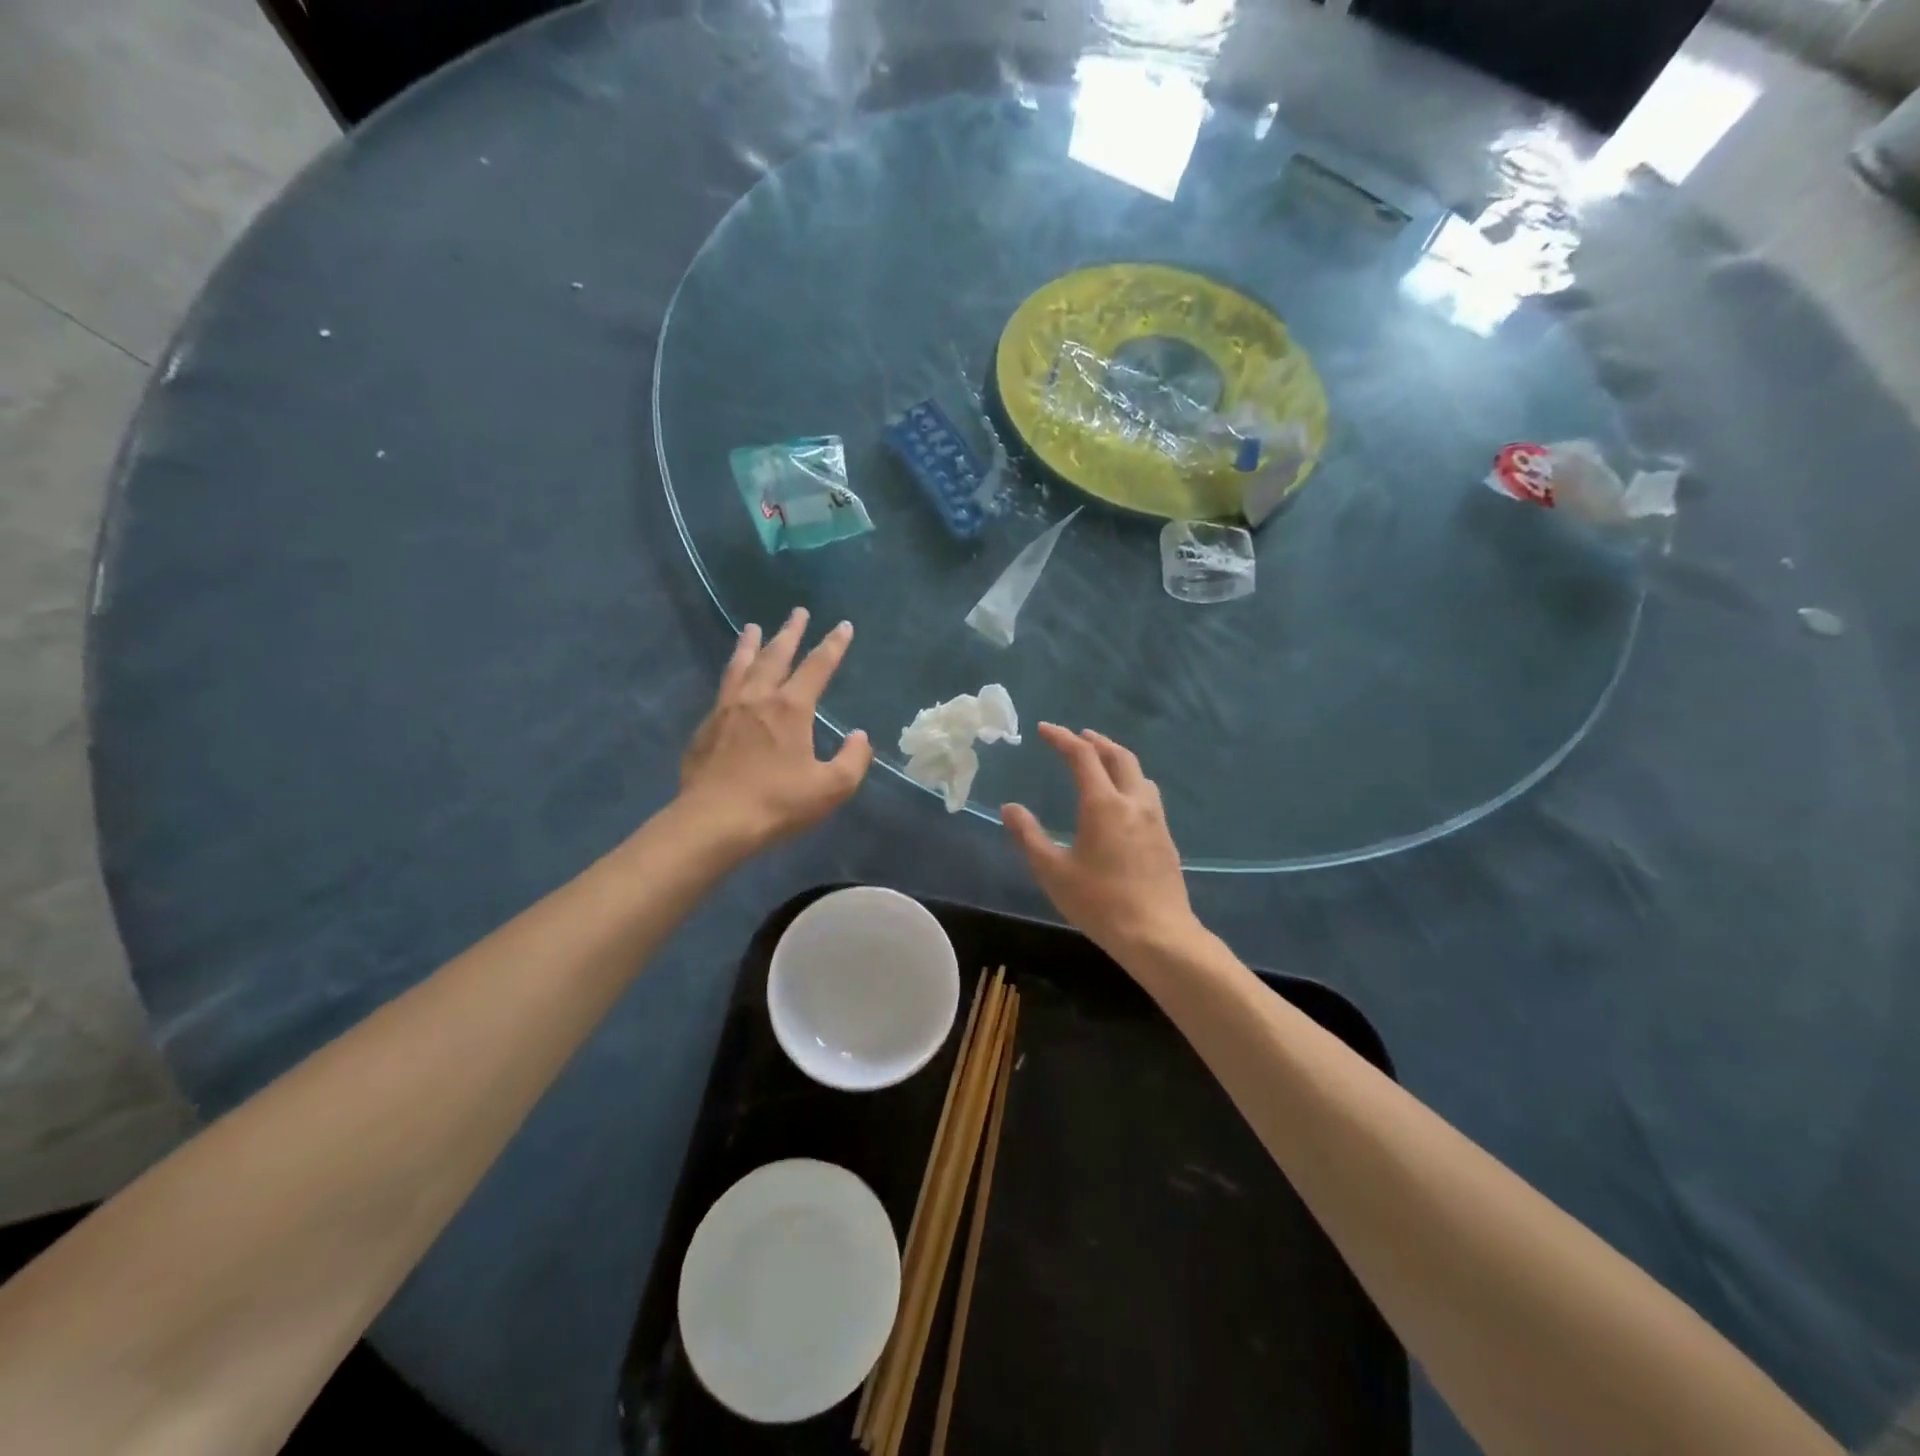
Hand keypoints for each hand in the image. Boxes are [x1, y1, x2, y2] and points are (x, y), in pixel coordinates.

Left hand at [678, 608, 873, 853]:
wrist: (714, 821)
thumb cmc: (777, 803)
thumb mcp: (830, 788)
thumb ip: (852, 759)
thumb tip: (859, 736)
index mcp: (791, 708)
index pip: (817, 667)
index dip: (833, 645)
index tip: (843, 626)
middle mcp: (758, 698)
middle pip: (776, 656)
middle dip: (790, 633)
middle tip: (798, 612)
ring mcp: (727, 710)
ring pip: (741, 666)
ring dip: (751, 644)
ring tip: (753, 627)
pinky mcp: (706, 728)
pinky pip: (722, 688)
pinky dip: (731, 673)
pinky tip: (731, 679)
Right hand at [1003, 724, 1197, 960]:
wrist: (1158, 934)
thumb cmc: (1099, 903)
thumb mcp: (1053, 872)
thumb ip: (1029, 836)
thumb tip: (1010, 808)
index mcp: (1103, 804)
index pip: (1082, 756)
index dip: (1062, 738)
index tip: (1044, 729)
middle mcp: (1133, 802)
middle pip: (1119, 756)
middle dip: (1096, 741)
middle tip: (1078, 736)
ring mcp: (1155, 820)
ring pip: (1138, 774)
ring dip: (1117, 759)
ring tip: (1102, 762)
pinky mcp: (1166, 838)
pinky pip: (1148, 795)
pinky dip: (1131, 782)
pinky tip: (1123, 801)